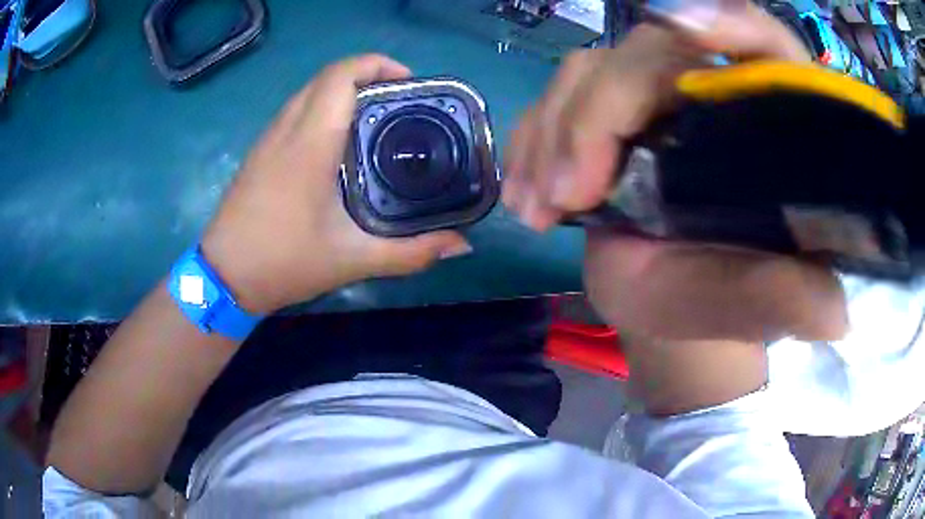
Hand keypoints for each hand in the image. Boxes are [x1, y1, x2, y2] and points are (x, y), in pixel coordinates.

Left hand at [202, 55, 470, 313]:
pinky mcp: (261, 150)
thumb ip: (410, 252)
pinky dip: (323, 106)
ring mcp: (269, 137)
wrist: (224, 276)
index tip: (409, 82)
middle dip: (368, 74)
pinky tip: (339, 140)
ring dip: (344, 90)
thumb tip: (461, 244)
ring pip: (309, 91)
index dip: (377, 65)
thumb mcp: (352, 260)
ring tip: (377, 115)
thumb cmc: (284, 262)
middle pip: (327, 76)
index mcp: (310, 143)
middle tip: (401, 100)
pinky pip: (296, 109)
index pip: (341, 76)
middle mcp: (287, 128)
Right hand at [505, 5, 846, 341]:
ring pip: (591, 70)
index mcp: (769, 127)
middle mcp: (713, 94)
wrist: (671, 313)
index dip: (730, 23)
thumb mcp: (751, 311)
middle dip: (596, 115)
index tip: (684, 28)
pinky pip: (559, 98)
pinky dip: (530, 138)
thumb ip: (789, 299)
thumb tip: (836, 311)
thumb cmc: (718, 309)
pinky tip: (523, 189)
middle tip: (563, 196)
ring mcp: (655, 97)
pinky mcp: (611, 112)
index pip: (762, 44)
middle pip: (649, 52)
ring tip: (534, 207)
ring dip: (551, 132)